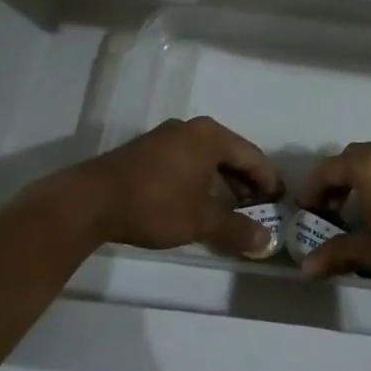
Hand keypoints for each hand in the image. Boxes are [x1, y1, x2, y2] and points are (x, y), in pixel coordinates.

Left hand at [75, 117, 279, 257]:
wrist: (91, 201)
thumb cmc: (155, 204)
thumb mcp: (200, 221)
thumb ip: (236, 229)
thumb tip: (267, 241)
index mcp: (210, 136)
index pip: (252, 156)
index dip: (268, 180)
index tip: (279, 202)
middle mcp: (191, 128)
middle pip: (231, 153)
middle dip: (246, 181)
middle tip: (258, 208)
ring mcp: (167, 136)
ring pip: (207, 156)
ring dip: (223, 180)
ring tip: (231, 208)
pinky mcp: (147, 149)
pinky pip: (187, 159)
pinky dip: (201, 177)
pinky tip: (198, 200)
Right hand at [298, 142, 370, 293]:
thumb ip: (337, 254)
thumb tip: (306, 268)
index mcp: (370, 165)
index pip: (330, 167)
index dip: (313, 188)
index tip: (305, 209)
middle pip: (355, 157)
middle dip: (338, 180)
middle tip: (331, 209)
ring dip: (364, 178)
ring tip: (361, 210)